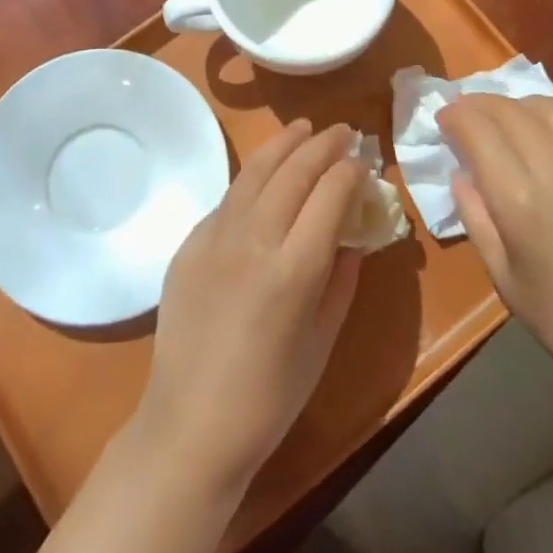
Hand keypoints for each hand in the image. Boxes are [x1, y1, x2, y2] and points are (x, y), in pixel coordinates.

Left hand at [132, 120, 364, 493]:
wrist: (190, 424)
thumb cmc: (269, 397)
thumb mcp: (323, 341)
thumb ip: (342, 280)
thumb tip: (353, 235)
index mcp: (294, 269)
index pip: (330, 194)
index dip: (350, 171)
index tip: (363, 161)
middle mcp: (254, 240)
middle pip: (294, 172)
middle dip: (322, 145)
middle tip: (342, 131)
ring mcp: (215, 237)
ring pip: (255, 172)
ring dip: (283, 145)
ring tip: (303, 128)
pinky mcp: (188, 244)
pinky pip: (228, 199)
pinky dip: (253, 178)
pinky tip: (264, 176)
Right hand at [440, 95, 552, 410]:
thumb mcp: (502, 276)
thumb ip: (476, 216)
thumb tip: (462, 175)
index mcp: (523, 201)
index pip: (479, 130)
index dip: (456, 115)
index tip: (444, 117)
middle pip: (514, 110)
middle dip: (482, 103)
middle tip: (468, 112)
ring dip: (523, 107)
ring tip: (512, 120)